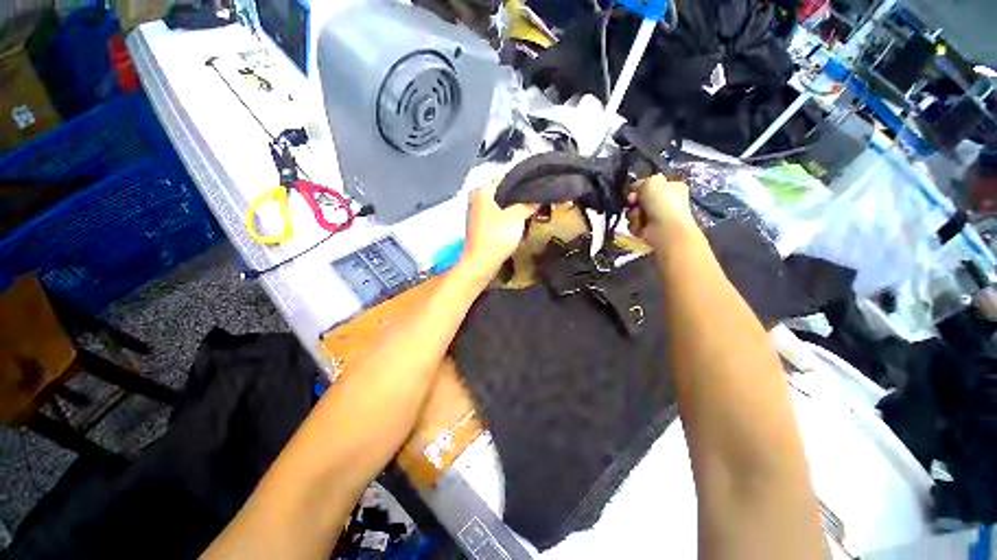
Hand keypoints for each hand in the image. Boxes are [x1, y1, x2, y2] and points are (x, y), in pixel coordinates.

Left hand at [461, 180, 536, 278]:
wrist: (481, 264)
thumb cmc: (497, 236)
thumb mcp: (516, 217)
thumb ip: (528, 204)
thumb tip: (537, 198)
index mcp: (482, 191)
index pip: (505, 177)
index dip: (523, 180)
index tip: (538, 182)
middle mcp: (476, 198)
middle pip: (503, 191)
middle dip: (519, 195)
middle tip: (537, 196)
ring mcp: (477, 214)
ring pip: (500, 205)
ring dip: (514, 208)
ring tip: (532, 208)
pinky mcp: (480, 227)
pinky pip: (497, 216)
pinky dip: (508, 217)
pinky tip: (520, 221)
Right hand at [626, 175, 696, 248]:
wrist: (665, 228)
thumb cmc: (662, 202)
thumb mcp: (652, 182)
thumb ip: (641, 182)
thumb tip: (635, 189)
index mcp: (671, 188)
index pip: (649, 186)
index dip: (639, 188)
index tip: (633, 191)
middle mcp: (664, 203)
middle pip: (639, 201)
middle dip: (633, 203)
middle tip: (632, 203)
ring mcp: (656, 218)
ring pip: (634, 214)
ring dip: (633, 215)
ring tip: (639, 217)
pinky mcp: (648, 231)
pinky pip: (634, 226)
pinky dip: (635, 226)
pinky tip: (641, 227)